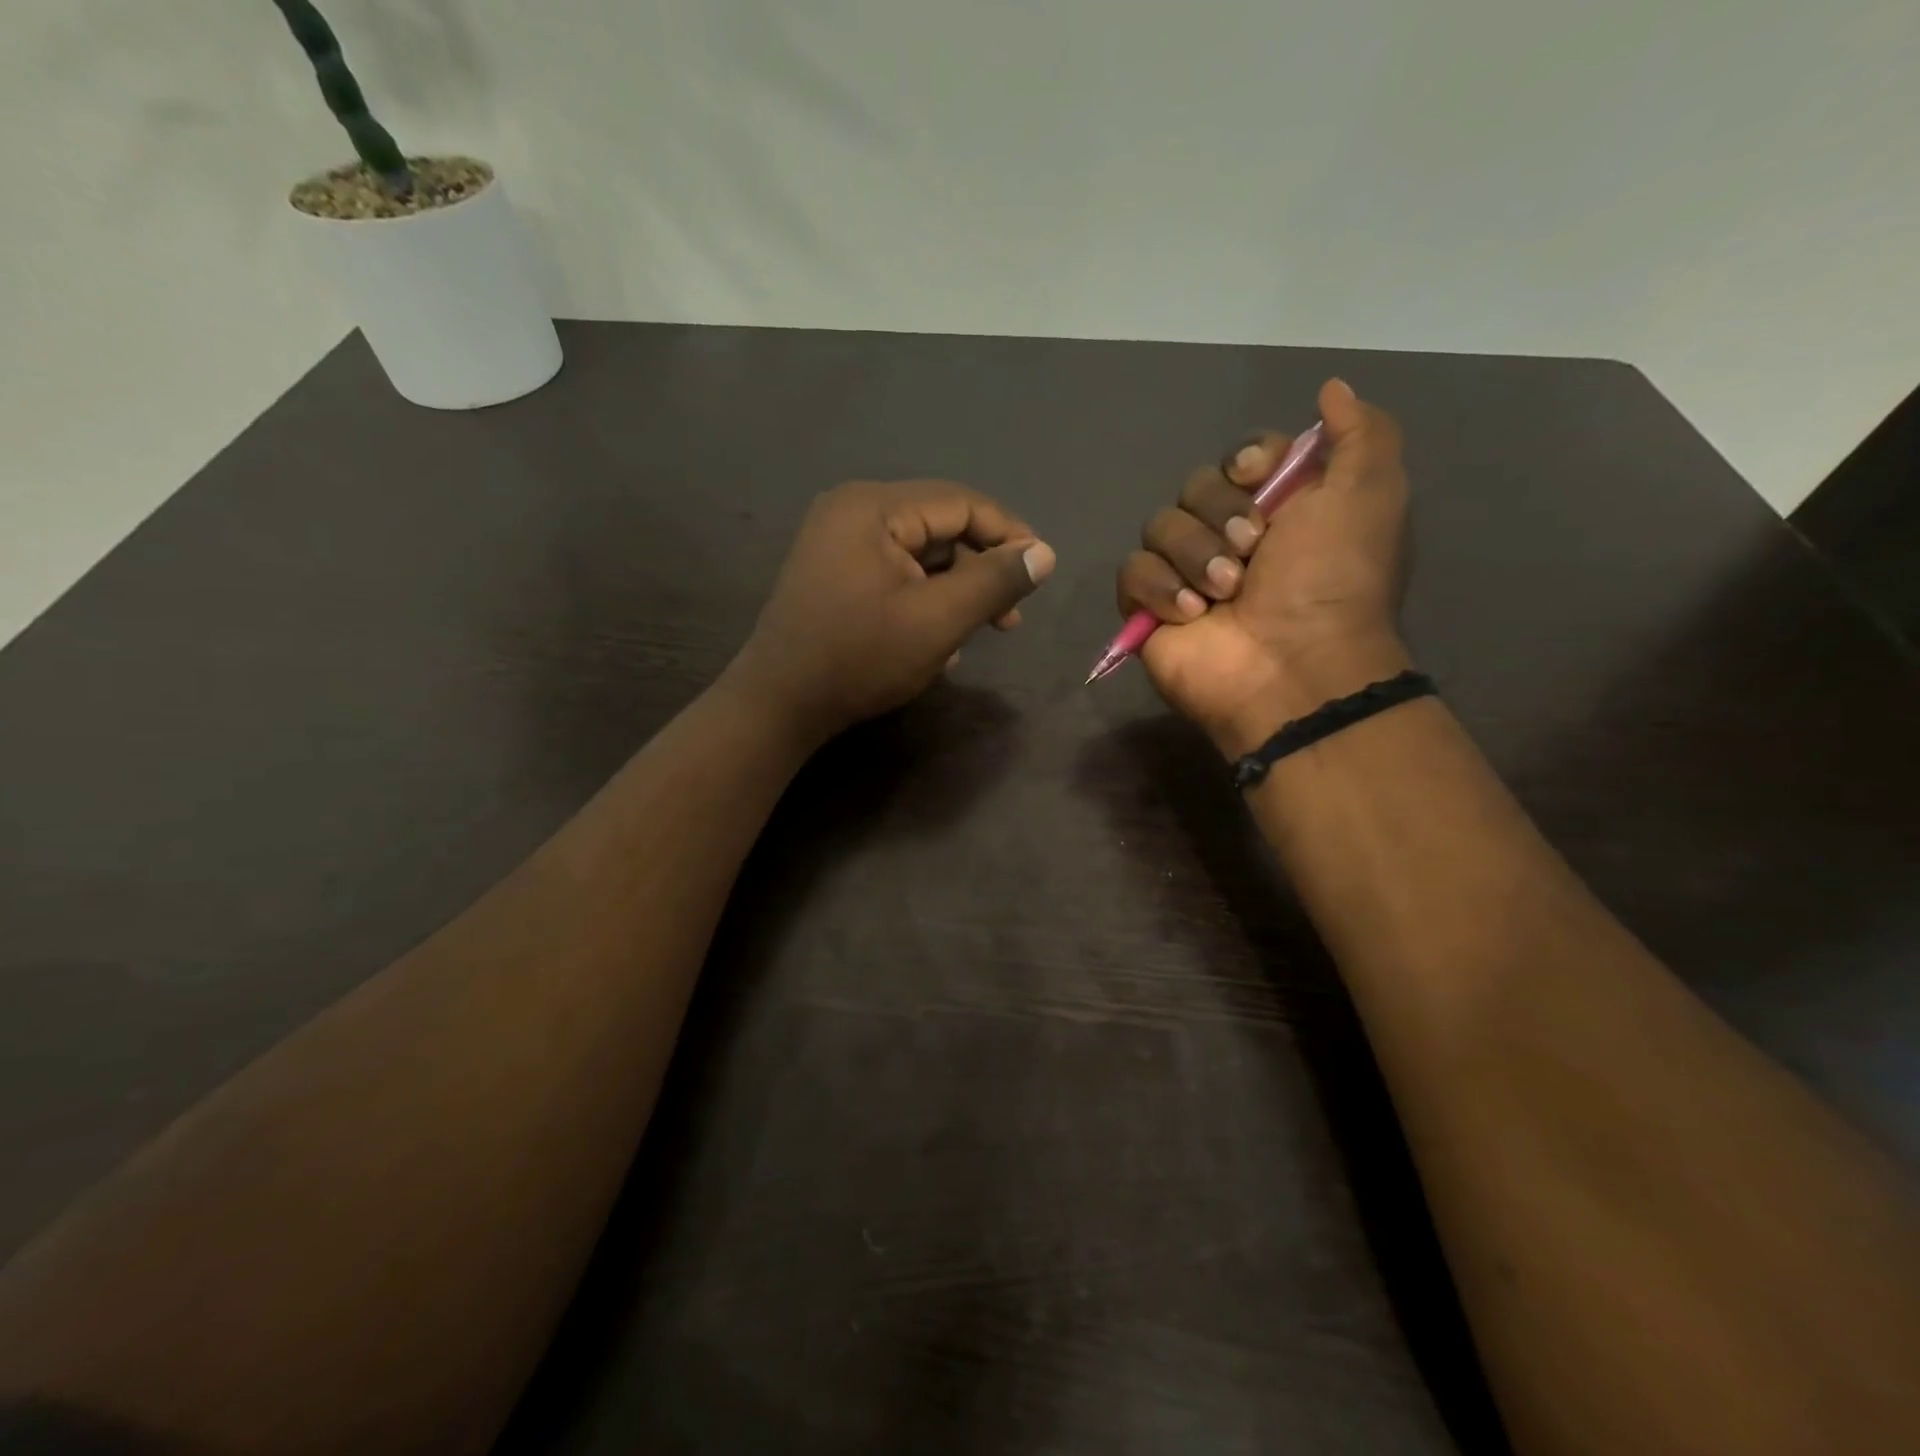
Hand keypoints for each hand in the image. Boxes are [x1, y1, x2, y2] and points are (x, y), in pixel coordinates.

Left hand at [731, 478, 1055, 742]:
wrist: (779, 705)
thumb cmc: (860, 658)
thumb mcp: (938, 621)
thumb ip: (995, 582)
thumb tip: (1044, 554)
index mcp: (874, 507)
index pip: (961, 503)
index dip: (1009, 534)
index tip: (1041, 572)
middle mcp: (852, 511)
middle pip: (940, 528)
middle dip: (980, 571)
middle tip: (1009, 619)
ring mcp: (837, 542)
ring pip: (920, 555)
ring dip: (955, 591)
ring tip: (979, 634)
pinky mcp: (833, 573)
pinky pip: (895, 573)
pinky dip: (923, 600)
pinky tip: (939, 643)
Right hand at [1116, 378, 1411, 753]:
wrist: (1292, 666)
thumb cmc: (1334, 580)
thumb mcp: (1371, 493)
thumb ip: (1361, 432)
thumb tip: (1331, 388)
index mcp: (1281, 508)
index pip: (1241, 456)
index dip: (1246, 461)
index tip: (1258, 477)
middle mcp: (1231, 536)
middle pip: (1195, 486)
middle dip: (1220, 514)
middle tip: (1251, 553)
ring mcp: (1186, 574)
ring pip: (1159, 526)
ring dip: (1194, 556)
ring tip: (1224, 594)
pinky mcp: (1149, 609)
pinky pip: (1131, 571)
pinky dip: (1158, 588)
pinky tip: (1189, 615)